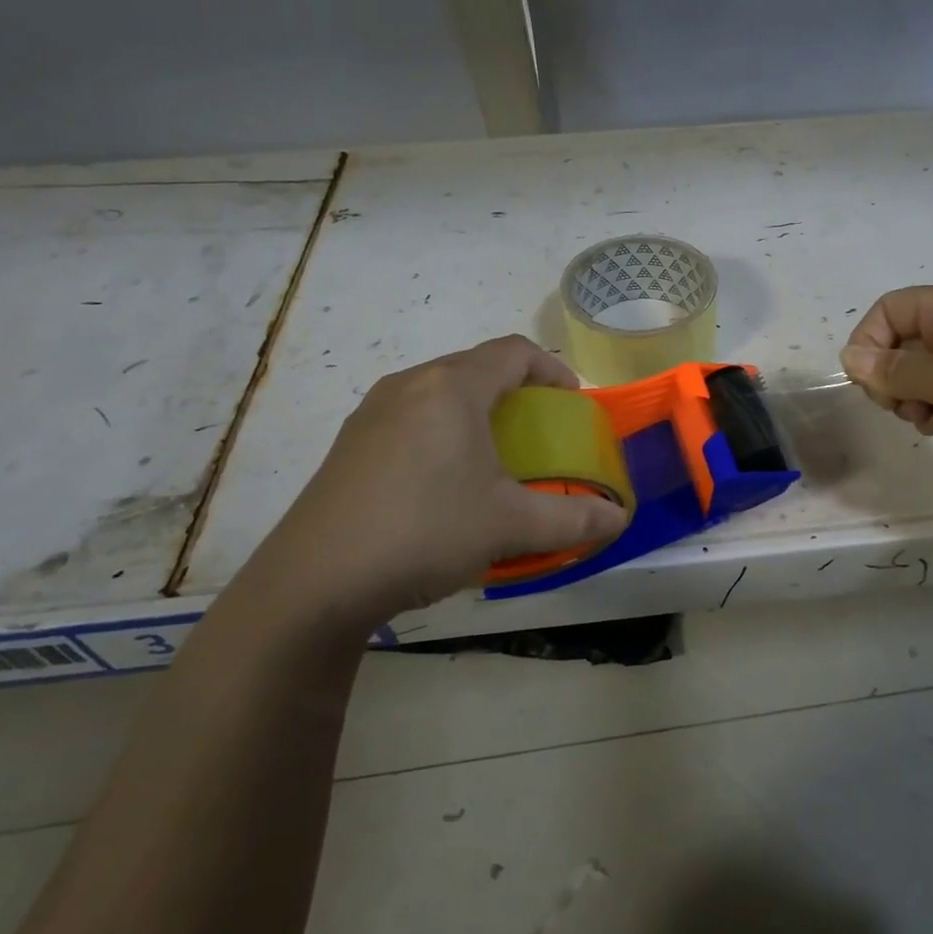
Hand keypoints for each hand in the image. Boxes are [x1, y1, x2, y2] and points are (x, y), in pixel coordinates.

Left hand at [248, 335, 629, 633]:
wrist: (314, 582)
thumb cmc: (424, 531)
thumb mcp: (509, 526)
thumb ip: (573, 518)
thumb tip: (618, 519)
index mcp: (452, 387)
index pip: (514, 351)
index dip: (552, 368)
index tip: (572, 400)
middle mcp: (410, 385)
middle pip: (475, 365)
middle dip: (515, 388)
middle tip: (537, 426)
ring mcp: (372, 413)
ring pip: (439, 389)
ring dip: (475, 407)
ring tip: (492, 450)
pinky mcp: (349, 444)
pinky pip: (410, 415)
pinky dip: (441, 428)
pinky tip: (442, 478)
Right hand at [840, 283, 932, 489]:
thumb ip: (894, 370)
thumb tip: (848, 359)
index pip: (890, 309)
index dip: (869, 340)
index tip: (866, 381)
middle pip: (900, 342)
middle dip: (890, 376)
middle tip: (897, 404)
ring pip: (918, 375)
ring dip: (910, 399)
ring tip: (928, 418)